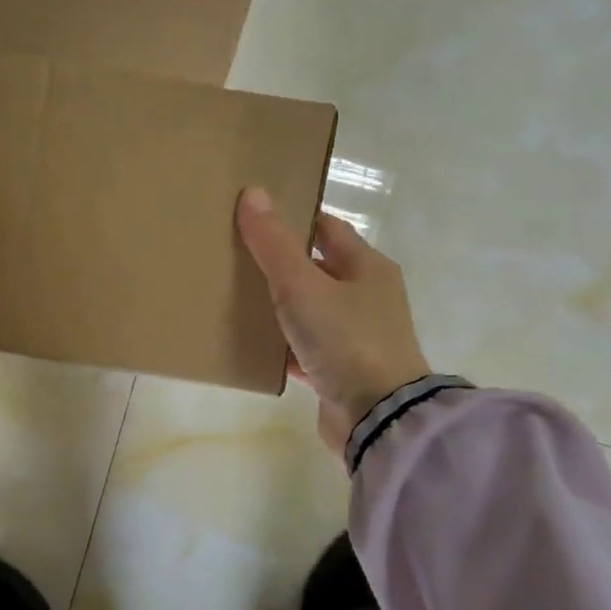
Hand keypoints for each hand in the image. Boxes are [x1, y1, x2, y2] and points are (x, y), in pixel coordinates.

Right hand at [236, 187, 431, 451]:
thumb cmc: (346, 340)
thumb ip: (275, 245)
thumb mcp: (303, 287)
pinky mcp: (341, 372)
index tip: (253, 216)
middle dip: (278, 264)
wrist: (377, 417)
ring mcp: (355, 337)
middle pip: (316, 270)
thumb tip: (253, 193)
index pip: (326, 229)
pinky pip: (304, 349)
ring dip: (277, 307)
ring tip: (233, 300)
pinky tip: (251, 346)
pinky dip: (281, 347)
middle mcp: (366, 298)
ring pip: (308, 312)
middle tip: (234, 257)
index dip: (293, 219)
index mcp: (367, 267)